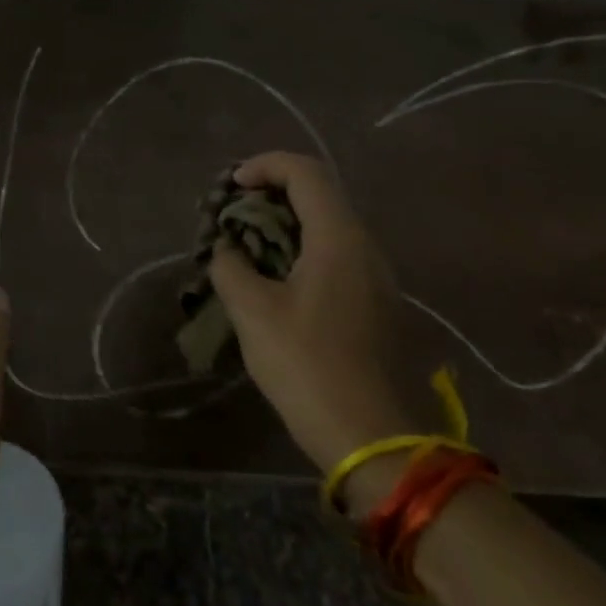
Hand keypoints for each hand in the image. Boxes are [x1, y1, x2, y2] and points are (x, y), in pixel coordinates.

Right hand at [208, 152, 414, 474]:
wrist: (373, 439)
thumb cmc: (308, 366)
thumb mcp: (254, 313)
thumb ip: (231, 268)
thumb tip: (227, 249)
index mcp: (339, 238)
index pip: (305, 172)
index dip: (264, 166)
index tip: (231, 187)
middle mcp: (366, 247)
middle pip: (320, 194)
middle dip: (272, 194)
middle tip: (234, 216)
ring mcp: (377, 277)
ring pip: (329, 227)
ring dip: (286, 225)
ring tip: (248, 248)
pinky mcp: (377, 304)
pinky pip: (337, 256)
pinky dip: (302, 251)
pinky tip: (276, 282)